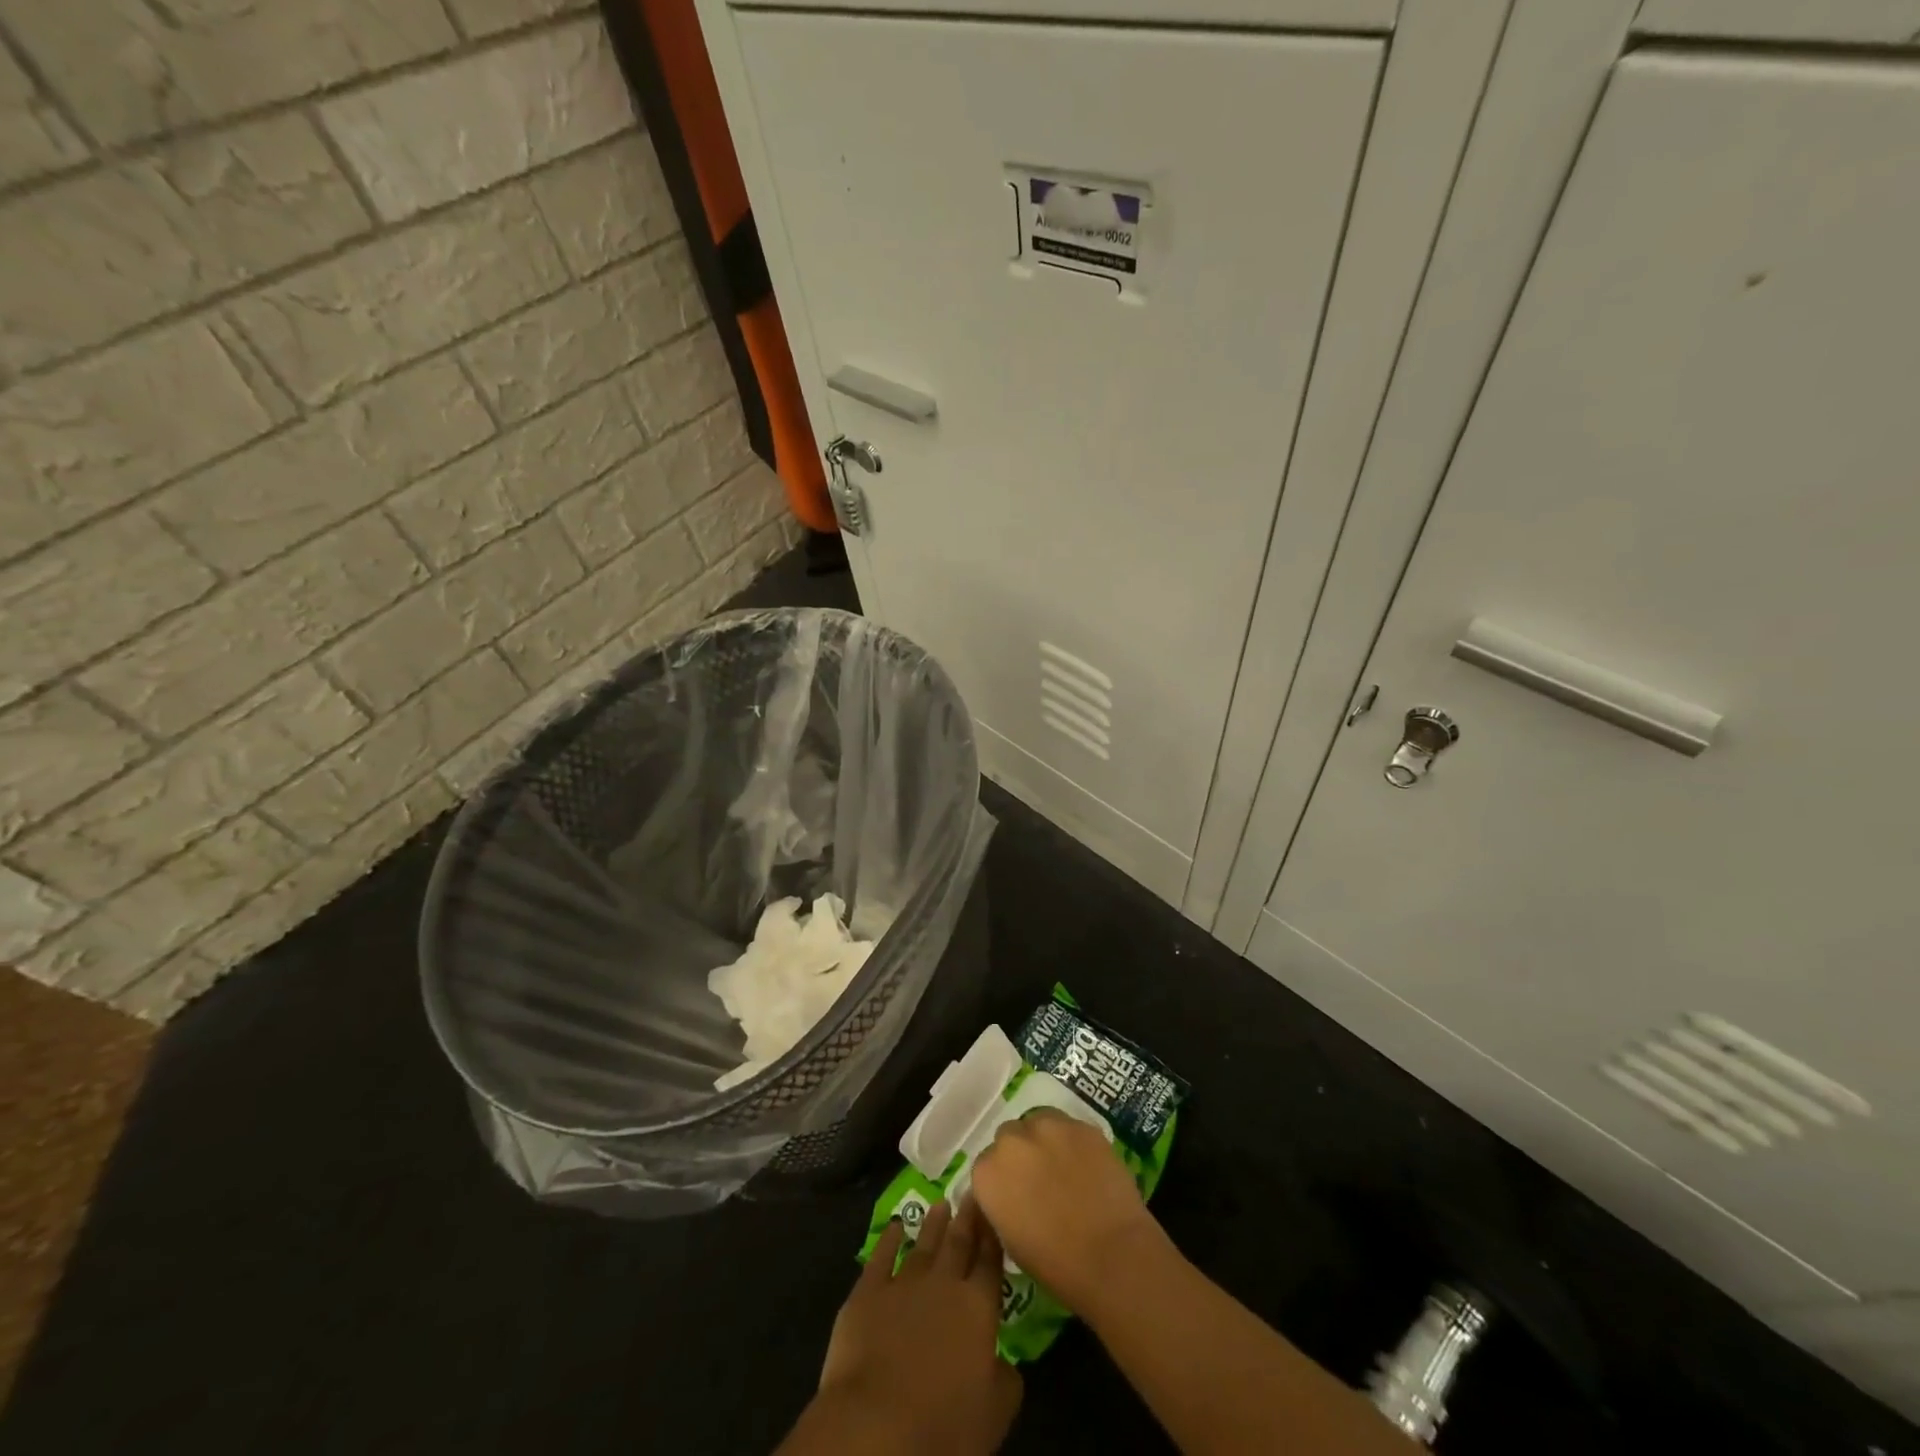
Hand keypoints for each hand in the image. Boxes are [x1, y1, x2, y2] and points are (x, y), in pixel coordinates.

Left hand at [811, 1199, 1020, 1453]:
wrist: (875, 1428)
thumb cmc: (943, 1427)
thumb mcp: (994, 1414)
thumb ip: (1006, 1380)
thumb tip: (1005, 1362)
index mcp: (977, 1308)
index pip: (990, 1264)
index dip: (993, 1238)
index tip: (995, 1211)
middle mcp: (943, 1284)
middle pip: (958, 1244)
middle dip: (967, 1218)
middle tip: (971, 1192)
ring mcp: (903, 1283)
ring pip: (923, 1245)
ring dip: (933, 1224)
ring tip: (941, 1205)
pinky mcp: (867, 1292)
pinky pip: (881, 1256)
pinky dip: (889, 1239)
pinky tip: (895, 1226)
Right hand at [970, 1109, 1166, 1314]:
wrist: (1112, 1256)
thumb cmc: (1056, 1264)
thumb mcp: (1010, 1241)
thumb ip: (1001, 1205)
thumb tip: (1009, 1195)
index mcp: (987, 1172)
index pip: (986, 1165)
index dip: (1003, 1180)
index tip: (1017, 1196)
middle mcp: (1011, 1140)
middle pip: (1009, 1136)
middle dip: (1021, 1154)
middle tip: (1041, 1180)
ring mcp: (1048, 1126)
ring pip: (1039, 1123)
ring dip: (1045, 1141)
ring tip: (1065, 1168)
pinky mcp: (1080, 1125)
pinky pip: (1069, 1127)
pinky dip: (1073, 1142)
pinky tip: (1087, 1166)